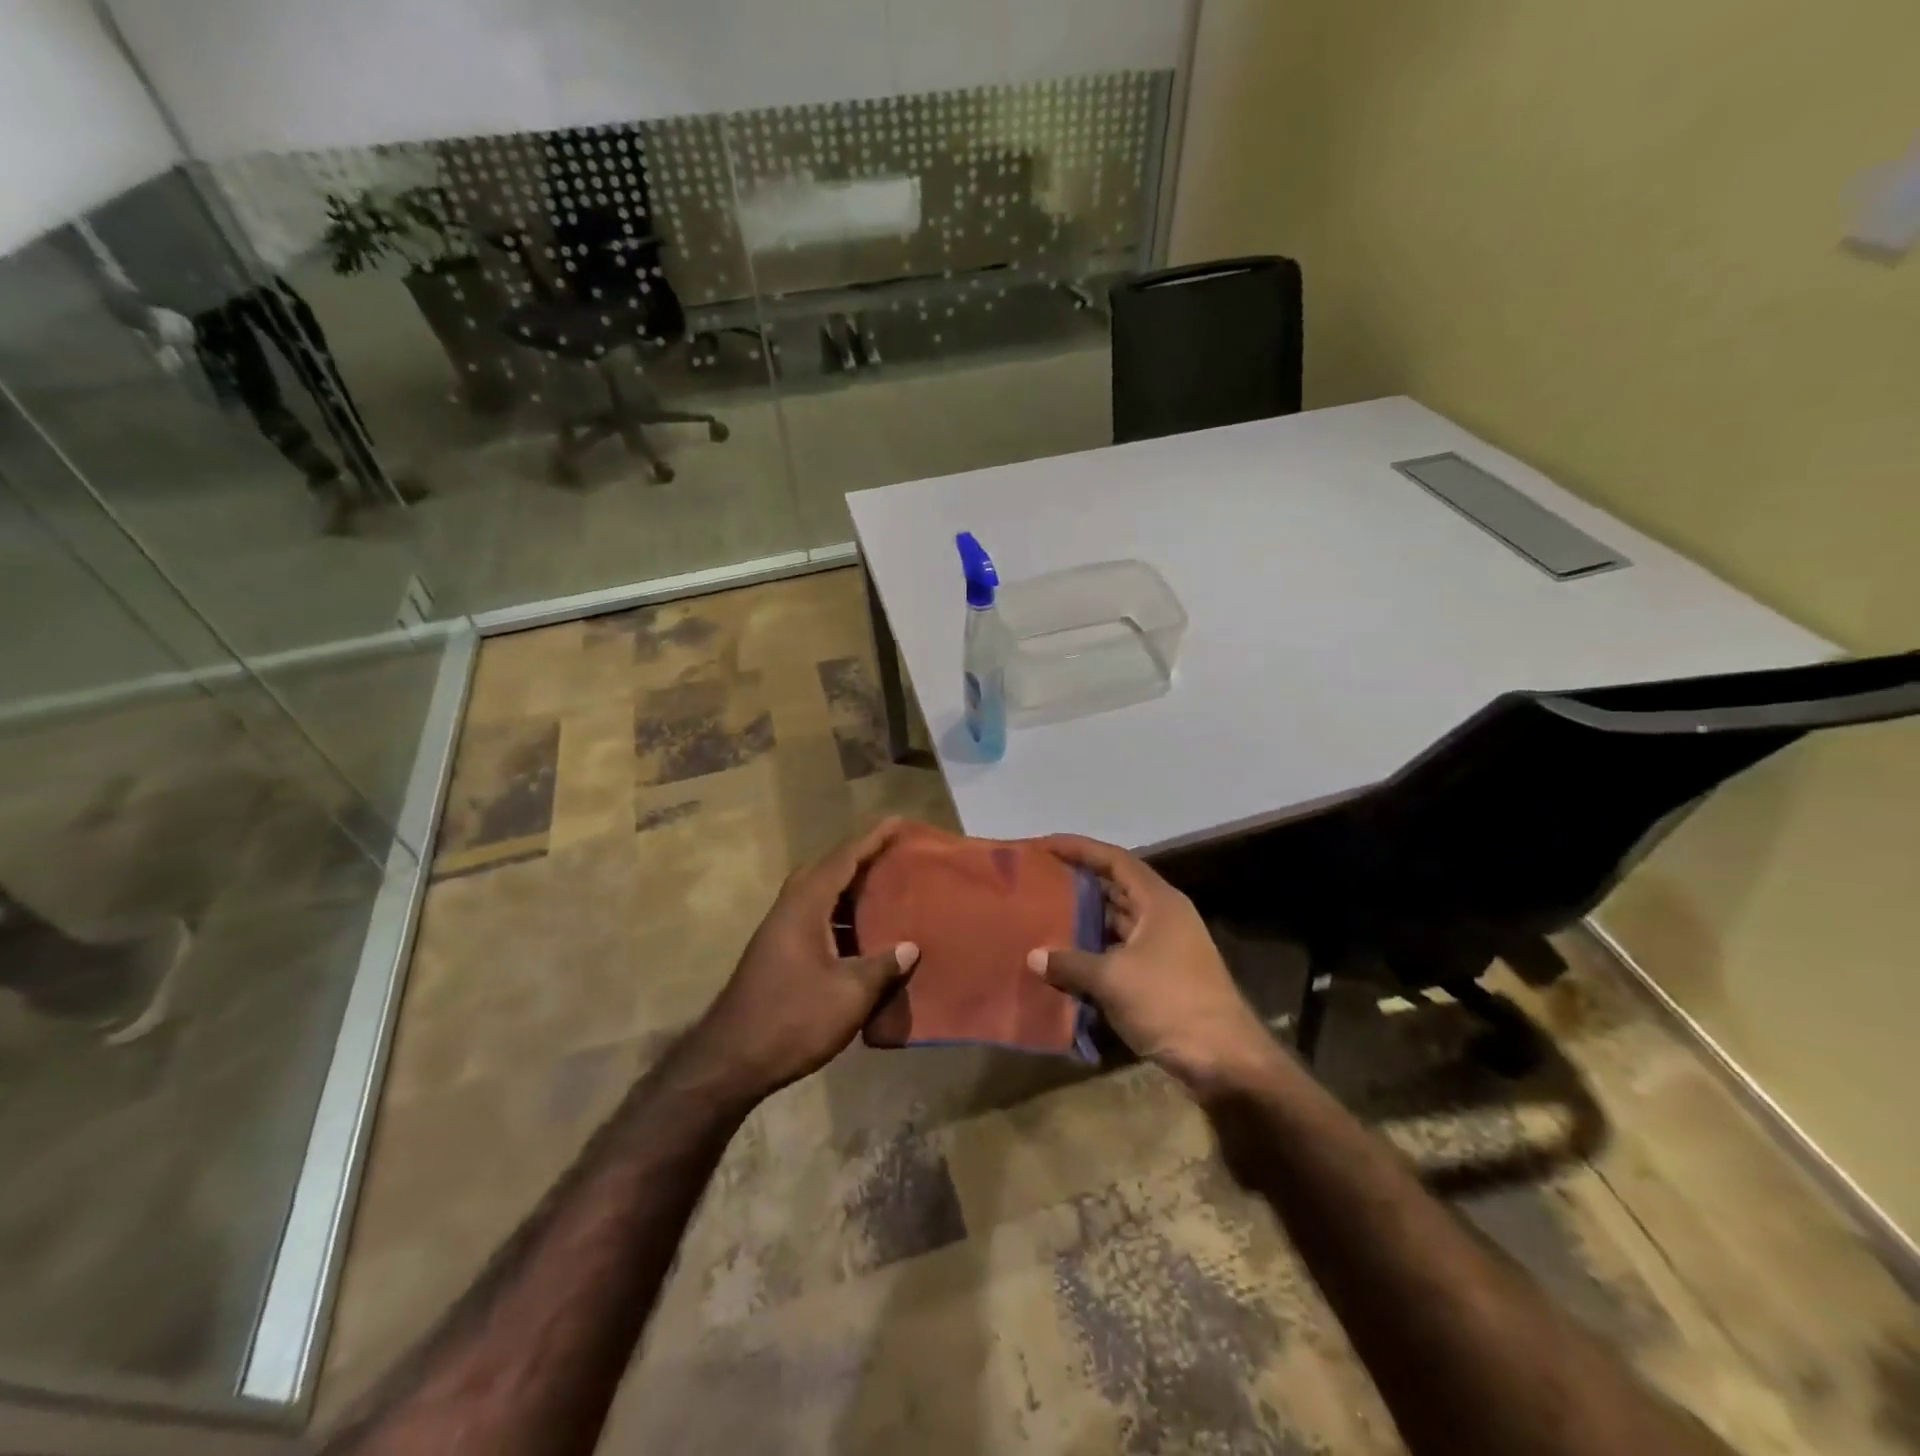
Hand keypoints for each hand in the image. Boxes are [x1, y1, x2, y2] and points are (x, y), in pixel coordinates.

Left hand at [686, 818, 918, 1102]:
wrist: (729, 1061)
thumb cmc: (792, 1019)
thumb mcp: (849, 994)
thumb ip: (882, 966)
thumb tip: (910, 947)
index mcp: (805, 907)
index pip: (842, 859)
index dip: (871, 839)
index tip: (897, 821)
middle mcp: (789, 910)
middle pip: (825, 870)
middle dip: (858, 858)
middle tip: (892, 856)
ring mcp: (779, 932)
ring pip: (818, 895)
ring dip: (848, 889)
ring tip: (884, 892)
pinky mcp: (777, 954)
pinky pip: (814, 918)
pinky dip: (839, 917)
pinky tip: (861, 938)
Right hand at [1027, 835, 1282, 1095]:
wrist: (1224, 1060)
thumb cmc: (1169, 1002)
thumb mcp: (1113, 979)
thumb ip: (1070, 963)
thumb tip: (1033, 957)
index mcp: (1158, 901)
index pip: (1114, 860)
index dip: (1079, 848)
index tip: (1045, 845)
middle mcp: (1163, 916)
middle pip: (1116, 887)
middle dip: (1078, 883)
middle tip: (1038, 881)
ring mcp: (1165, 947)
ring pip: (1117, 922)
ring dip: (1084, 919)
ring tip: (1044, 915)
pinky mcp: (1161, 976)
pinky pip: (1120, 951)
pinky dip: (1094, 951)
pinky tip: (1065, 959)